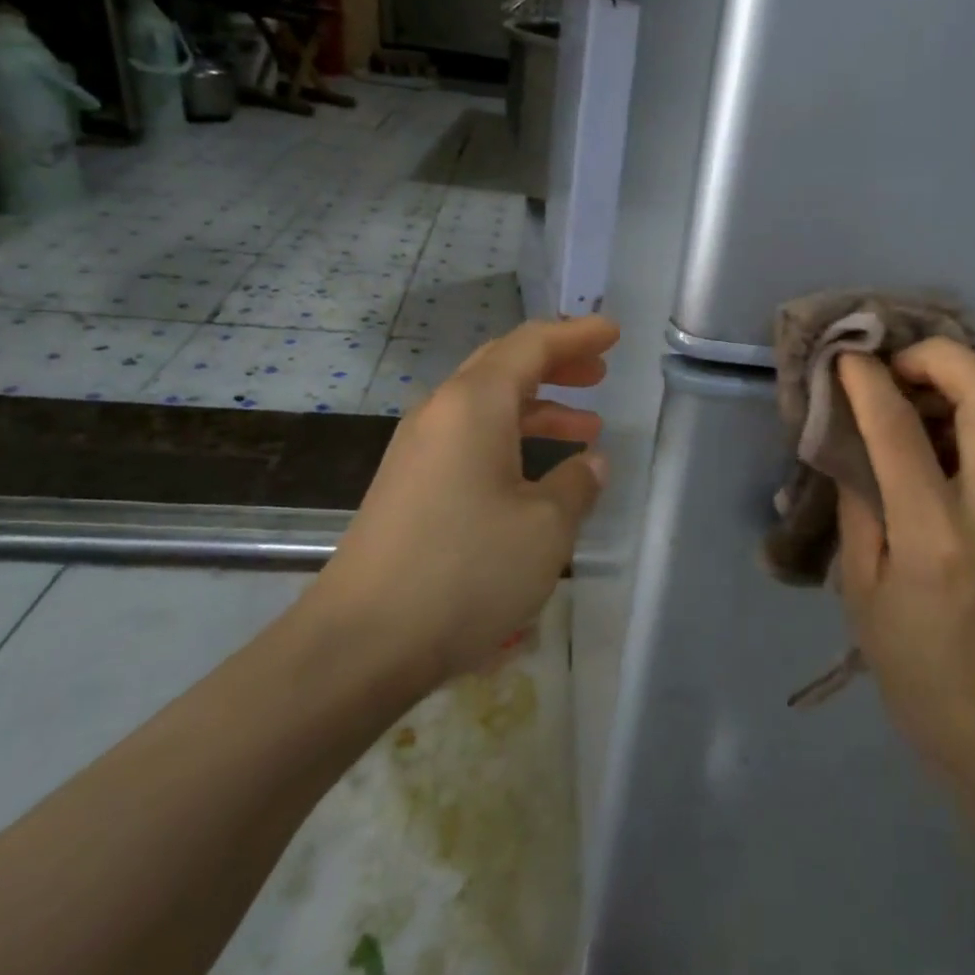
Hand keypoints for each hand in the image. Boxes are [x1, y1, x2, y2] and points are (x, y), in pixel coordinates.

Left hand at [305, 316, 616, 690]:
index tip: (612, 333)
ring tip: (585, 429)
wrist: (362, 642)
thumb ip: (577, 485)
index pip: (531, 346)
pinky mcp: (409, 485)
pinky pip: (469, 439)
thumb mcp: (545, 528)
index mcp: (474, 404)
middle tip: (599, 374)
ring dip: (537, 408)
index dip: (576, 336)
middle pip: (503, 366)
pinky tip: (535, 474)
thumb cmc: (466, 571)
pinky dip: (510, 439)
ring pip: (486, 406)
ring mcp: (418, 450)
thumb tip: (591, 464)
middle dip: (555, 365)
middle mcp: (440, 413)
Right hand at [835, 341, 974, 776]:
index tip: (845, 357)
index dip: (869, 381)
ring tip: (923, 393)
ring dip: (974, 378)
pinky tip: (947, 426)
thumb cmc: (909, 659)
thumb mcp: (859, 584)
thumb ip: (858, 502)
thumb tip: (851, 439)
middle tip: (894, 368)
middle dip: (938, 358)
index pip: (901, 432)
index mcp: (934, 536)